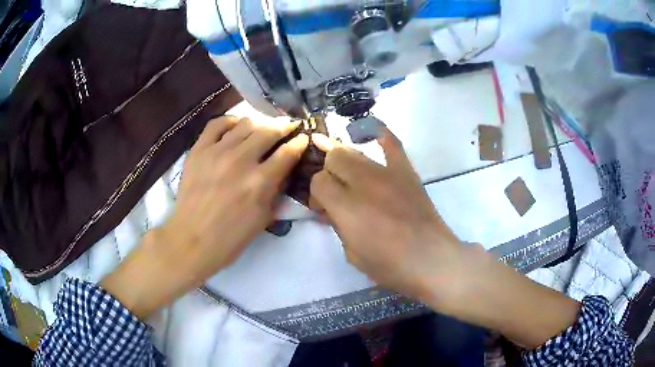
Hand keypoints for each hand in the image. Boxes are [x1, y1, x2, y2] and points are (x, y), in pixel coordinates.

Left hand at [101, 116, 308, 318]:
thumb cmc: (230, 237)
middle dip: (284, 126)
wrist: (192, 239)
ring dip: (259, 124)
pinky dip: (230, 121)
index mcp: (260, 182)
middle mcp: (241, 160)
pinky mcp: (198, 150)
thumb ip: (276, 191)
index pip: (287, 153)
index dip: (299, 142)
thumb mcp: (263, 219)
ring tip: (262, 128)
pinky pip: (217, 124)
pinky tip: (236, 126)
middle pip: (269, 131)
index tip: (303, 137)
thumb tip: (283, 170)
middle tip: (289, 126)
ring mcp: (217, 152)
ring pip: (245, 124)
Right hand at [309, 129, 462, 302]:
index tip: (324, 208)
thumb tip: (332, 210)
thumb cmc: (389, 265)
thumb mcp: (351, 254)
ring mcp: (386, 173)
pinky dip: (380, 135)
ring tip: (351, 177)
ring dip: (346, 162)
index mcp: (346, 206)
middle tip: (337, 193)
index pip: (317, 181)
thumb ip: (338, 225)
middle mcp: (362, 182)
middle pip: (333, 158)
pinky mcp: (406, 172)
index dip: (316, 194)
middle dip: (328, 174)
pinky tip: (372, 132)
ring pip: (354, 151)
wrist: (431, 259)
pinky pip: (392, 144)